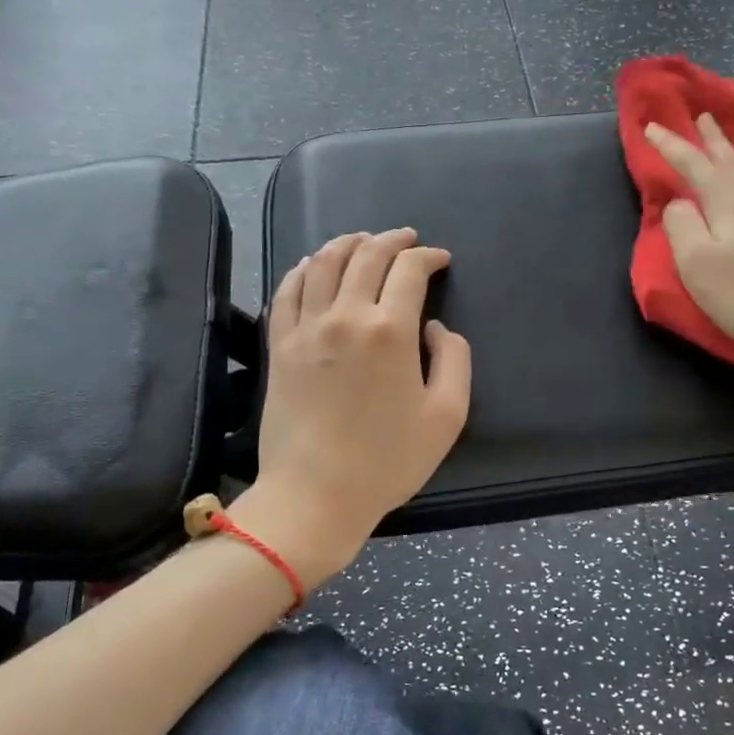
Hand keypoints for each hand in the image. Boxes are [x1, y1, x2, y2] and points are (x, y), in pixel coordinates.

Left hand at [238, 229, 471, 586]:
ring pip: (324, 263)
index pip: (409, 270)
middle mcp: (346, 316)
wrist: (315, 494)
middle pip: (367, 255)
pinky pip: (287, 291)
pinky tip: (313, 265)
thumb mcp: (447, 416)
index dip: (428, 256)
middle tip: (407, 240)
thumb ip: (454, 360)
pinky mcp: (279, 345)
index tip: (440, 260)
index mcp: (391, 330)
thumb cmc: (387, 461)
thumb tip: (434, 328)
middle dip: (392, 240)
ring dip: (347, 243)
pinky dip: (304, 269)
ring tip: (363, 241)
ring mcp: (306, 328)